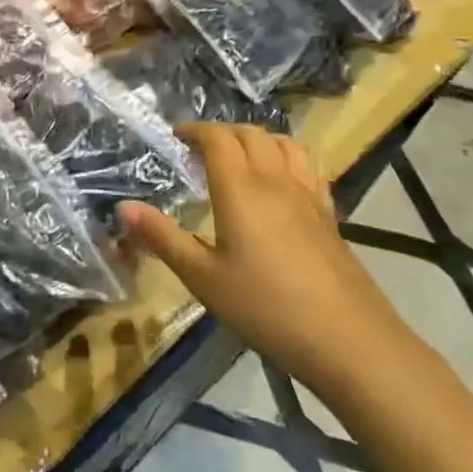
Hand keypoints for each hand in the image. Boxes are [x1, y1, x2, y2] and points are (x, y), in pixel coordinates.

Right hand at [117, 123, 409, 397]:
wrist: (349, 340)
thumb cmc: (266, 308)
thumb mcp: (203, 278)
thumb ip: (162, 238)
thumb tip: (123, 207)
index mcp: (241, 189)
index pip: (219, 139)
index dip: (195, 131)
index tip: (175, 137)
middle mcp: (276, 181)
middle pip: (252, 135)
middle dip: (222, 132)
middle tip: (199, 149)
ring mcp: (309, 196)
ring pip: (285, 145)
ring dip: (257, 139)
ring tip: (239, 157)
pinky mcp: (330, 216)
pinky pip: (308, 167)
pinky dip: (286, 158)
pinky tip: (280, 184)